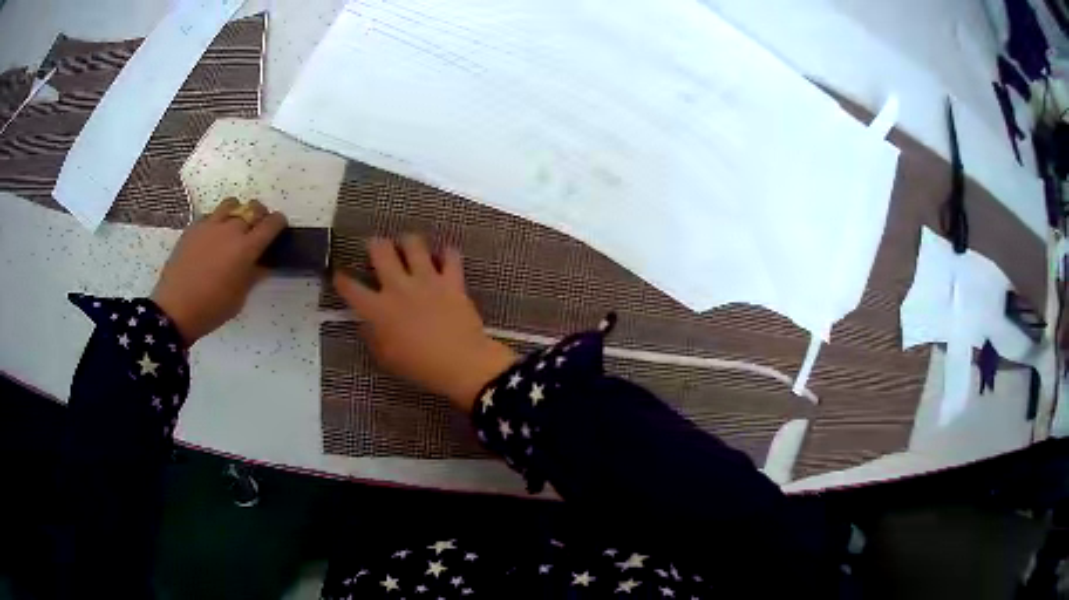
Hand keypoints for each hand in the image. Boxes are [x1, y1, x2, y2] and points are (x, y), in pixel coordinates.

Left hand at [152, 198, 286, 345]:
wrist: (175, 308)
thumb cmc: (212, 308)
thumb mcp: (240, 297)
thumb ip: (253, 274)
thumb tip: (262, 263)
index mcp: (246, 248)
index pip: (272, 223)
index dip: (279, 223)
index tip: (278, 229)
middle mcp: (231, 229)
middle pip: (254, 207)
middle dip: (260, 215)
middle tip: (256, 229)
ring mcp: (210, 225)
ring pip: (232, 204)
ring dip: (238, 212)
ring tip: (233, 227)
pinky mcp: (194, 227)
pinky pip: (211, 215)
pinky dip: (216, 221)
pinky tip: (212, 237)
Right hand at [333, 235, 516, 411]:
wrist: (460, 363)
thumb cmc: (419, 367)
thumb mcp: (386, 357)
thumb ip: (372, 336)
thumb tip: (366, 323)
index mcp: (378, 309)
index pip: (350, 288)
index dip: (341, 279)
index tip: (339, 275)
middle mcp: (398, 287)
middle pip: (380, 250)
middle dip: (374, 245)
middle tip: (377, 248)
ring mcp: (426, 280)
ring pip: (413, 243)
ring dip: (408, 243)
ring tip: (409, 247)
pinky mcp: (451, 280)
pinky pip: (450, 256)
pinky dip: (447, 254)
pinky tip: (444, 257)